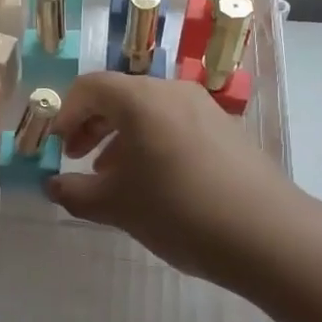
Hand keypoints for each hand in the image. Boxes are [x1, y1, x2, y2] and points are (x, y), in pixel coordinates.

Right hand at [47, 72, 296, 289]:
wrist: (267, 235)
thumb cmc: (178, 210)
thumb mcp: (117, 206)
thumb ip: (75, 193)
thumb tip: (53, 186)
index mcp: (141, 99)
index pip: (89, 87)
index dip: (63, 114)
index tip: (53, 146)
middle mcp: (173, 92)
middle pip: (120, 97)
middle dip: (90, 126)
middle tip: (75, 159)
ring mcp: (205, 110)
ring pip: (149, 112)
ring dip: (120, 138)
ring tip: (111, 177)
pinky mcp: (226, 131)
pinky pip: (175, 126)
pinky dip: (151, 144)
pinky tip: (153, 184)